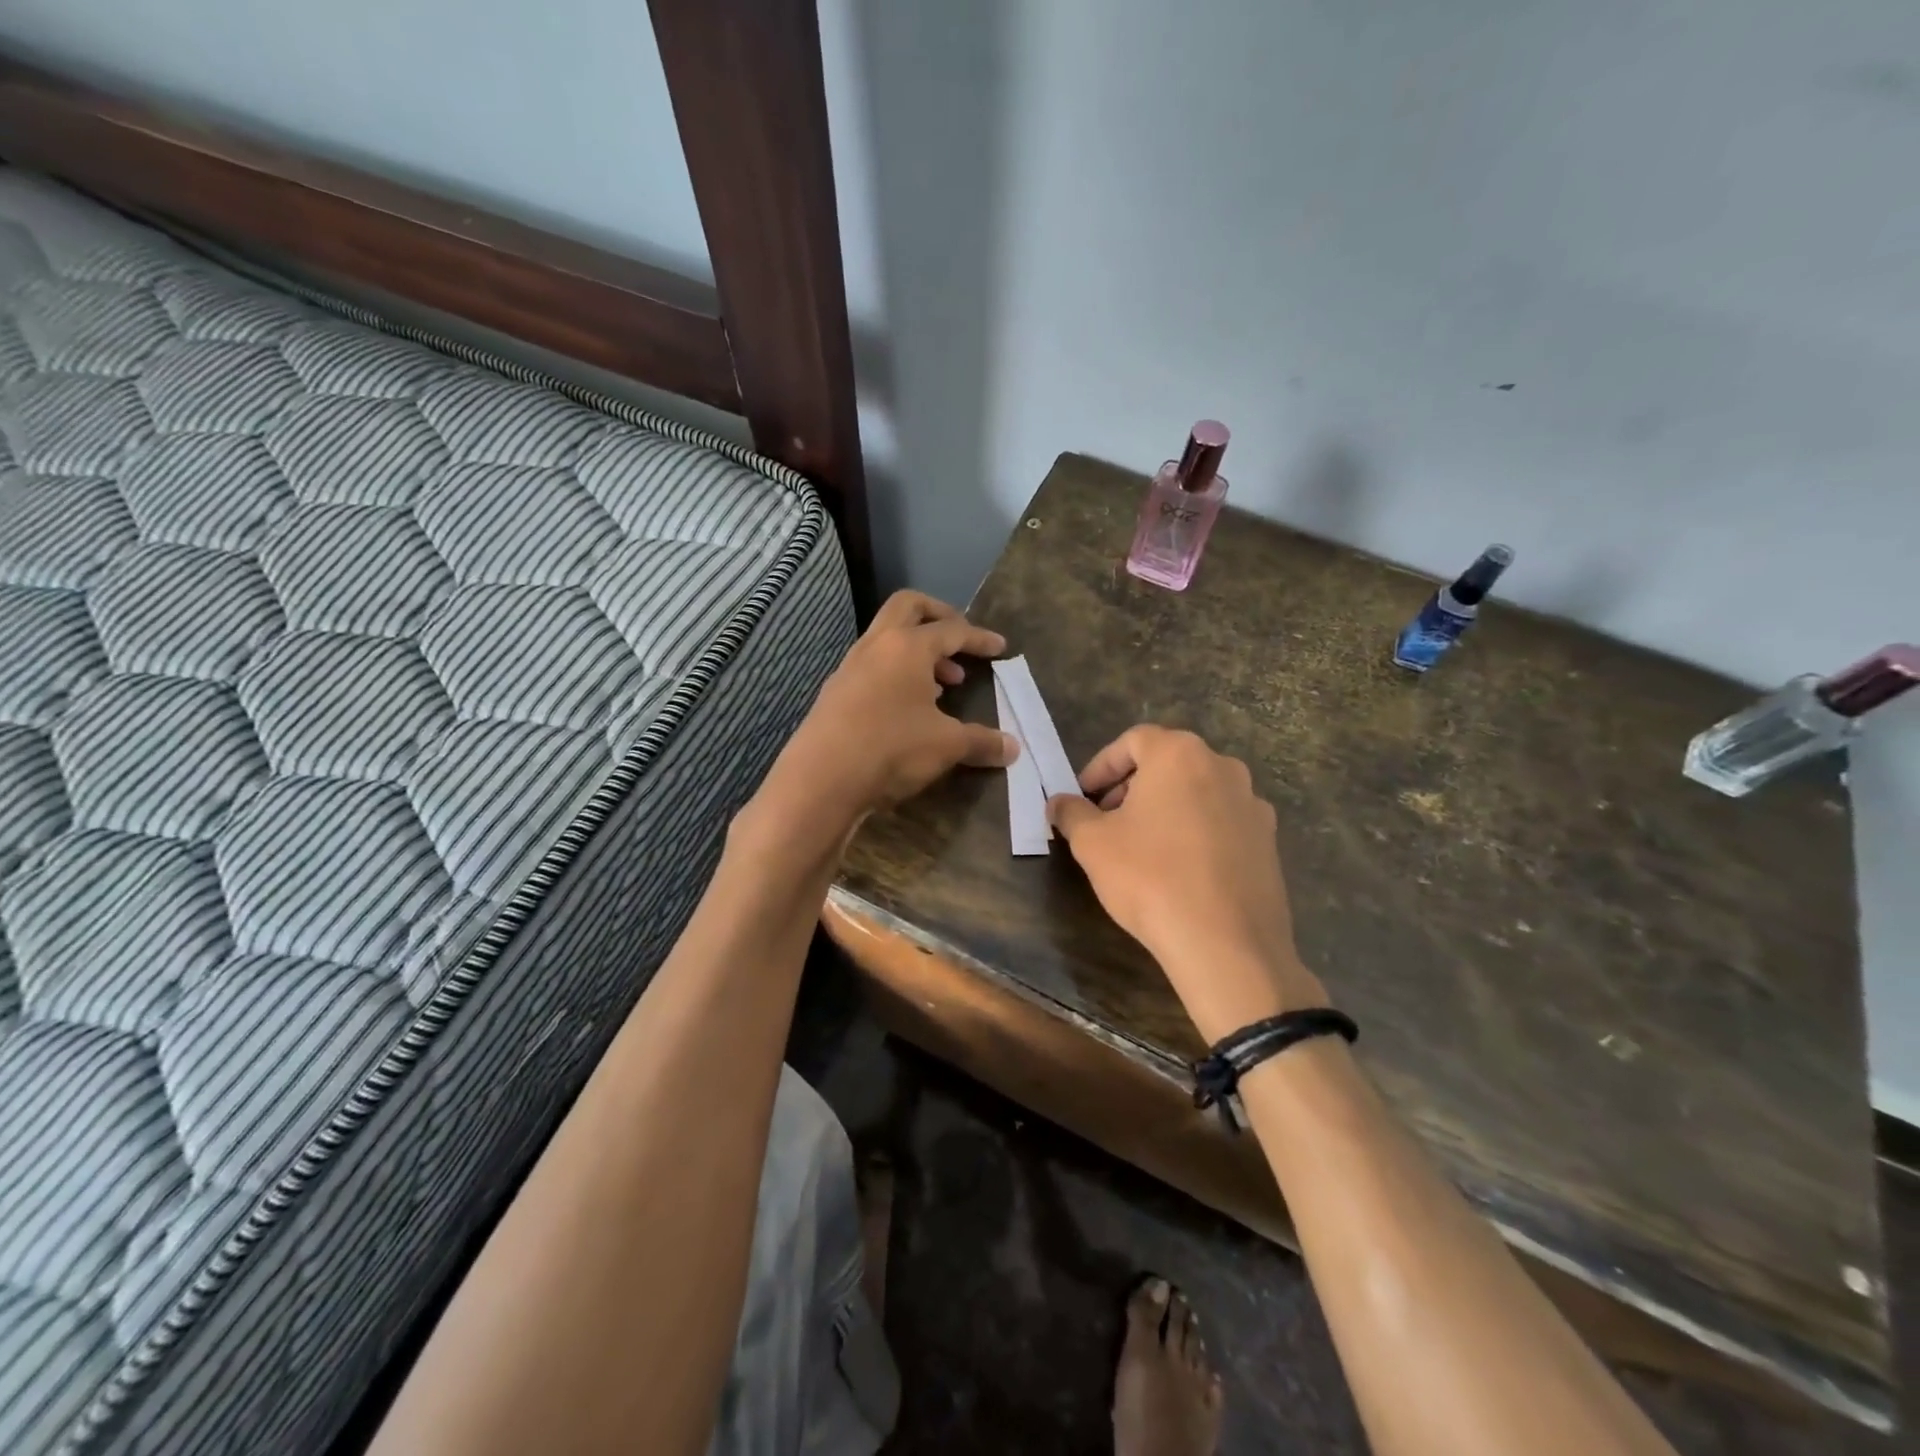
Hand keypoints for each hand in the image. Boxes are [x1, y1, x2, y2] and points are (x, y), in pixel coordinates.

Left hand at [753, 591, 1017, 838]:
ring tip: (942, 684)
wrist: (820, 780)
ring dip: (917, 651)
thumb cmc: (891, 749)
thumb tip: (1013, 748)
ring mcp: (850, 667)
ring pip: (888, 639)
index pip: (952, 630)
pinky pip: (873, 667)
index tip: (1000, 648)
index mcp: (907, 645)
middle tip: (960, 641)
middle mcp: (876, 645)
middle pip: (909, 608)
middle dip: (939, 617)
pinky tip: (909, 707)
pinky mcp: (836, 692)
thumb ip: (981, 742)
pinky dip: (897, 673)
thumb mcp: (946, 745)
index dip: (979, 638)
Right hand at [1048, 726, 1326, 1041]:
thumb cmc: (1150, 878)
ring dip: (1165, 808)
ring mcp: (1252, 804)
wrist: (1225, 944)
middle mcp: (1223, 767)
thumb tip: (1059, 803)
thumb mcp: (1093, 843)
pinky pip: (1221, 822)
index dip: (1101, 766)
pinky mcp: (1268, 840)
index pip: (1132, 741)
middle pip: (1167, 763)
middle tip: (1106, 820)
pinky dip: (1195, 831)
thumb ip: (1071, 813)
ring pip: (1196, 792)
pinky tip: (1179, 868)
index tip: (1083, 797)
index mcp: (1179, 754)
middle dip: (1131, 786)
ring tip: (1141, 845)